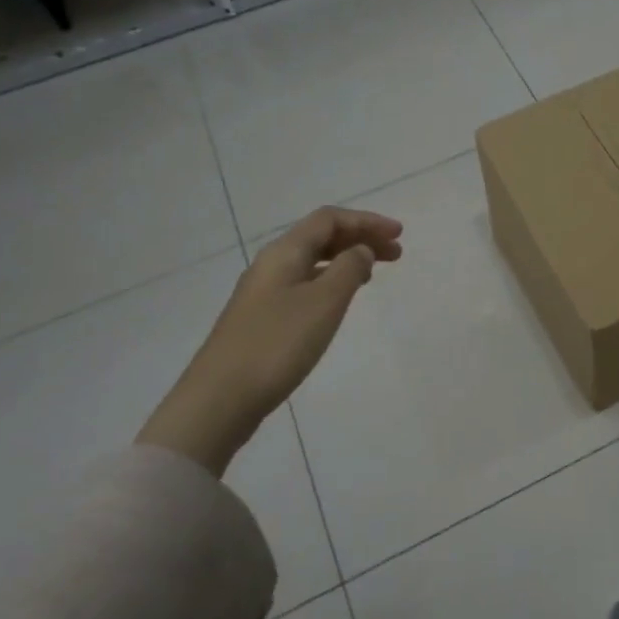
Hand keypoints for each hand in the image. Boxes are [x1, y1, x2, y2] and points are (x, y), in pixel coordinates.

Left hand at [138, 207, 402, 474]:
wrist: (220, 399)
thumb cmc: (277, 344)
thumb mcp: (324, 302)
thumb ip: (349, 269)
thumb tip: (360, 250)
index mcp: (284, 252)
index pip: (329, 219)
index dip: (366, 221)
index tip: (399, 234)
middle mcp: (271, 264)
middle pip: (320, 237)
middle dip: (360, 239)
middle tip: (396, 254)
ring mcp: (263, 292)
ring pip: (312, 262)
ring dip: (346, 260)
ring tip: (373, 274)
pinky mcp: (262, 318)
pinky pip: (304, 284)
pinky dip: (330, 282)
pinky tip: (340, 301)